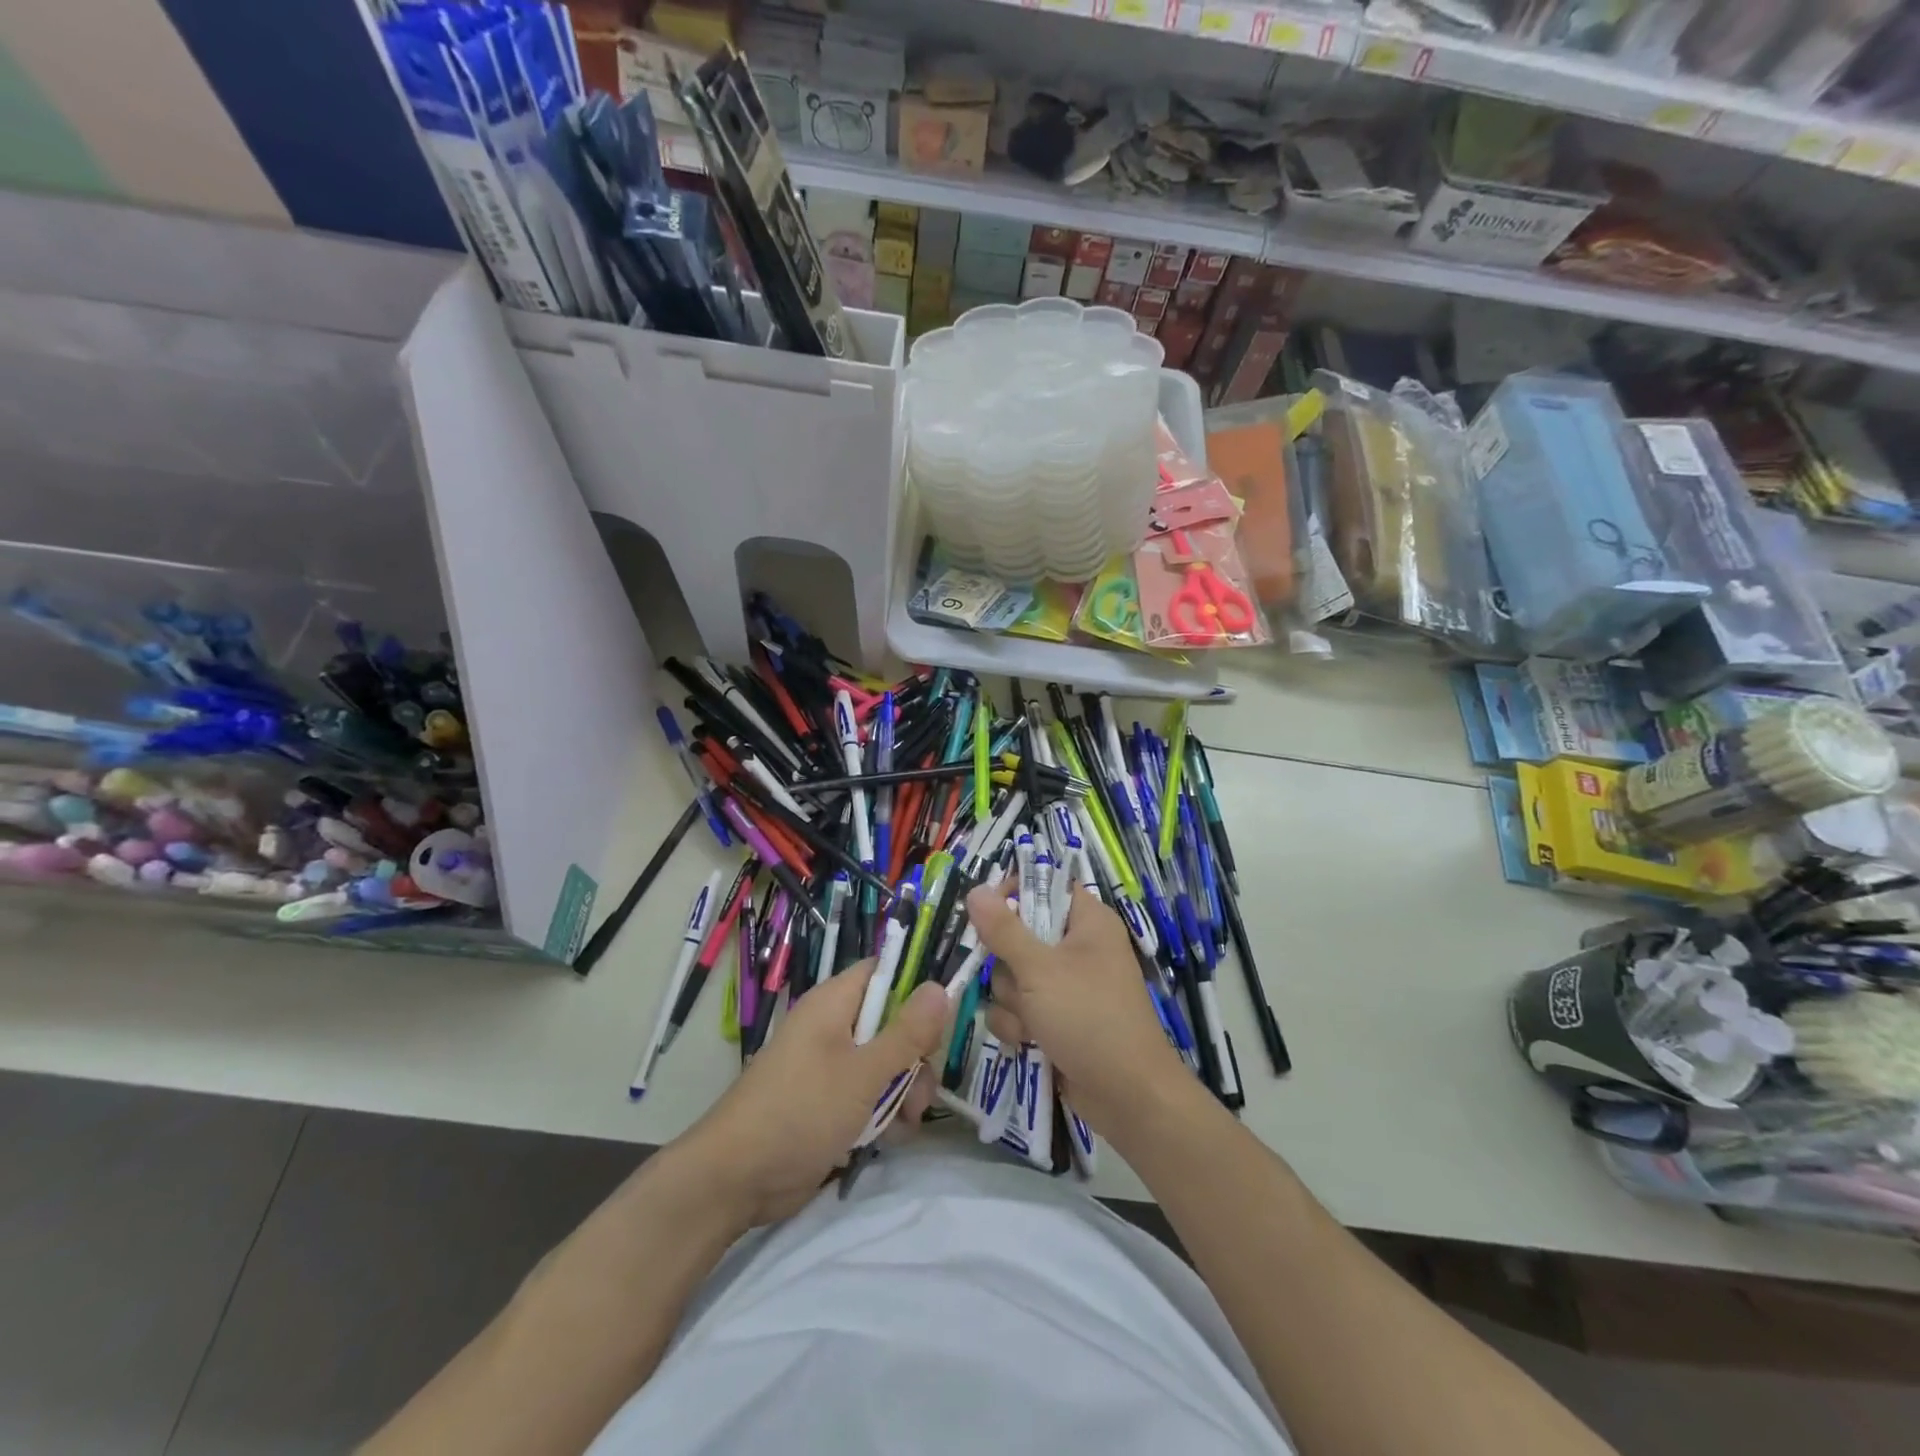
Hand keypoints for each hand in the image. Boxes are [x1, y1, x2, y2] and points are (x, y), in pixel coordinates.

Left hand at [678, 960, 951, 1227]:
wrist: (735, 1180)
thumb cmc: (800, 1110)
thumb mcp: (863, 1072)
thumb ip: (906, 1033)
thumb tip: (941, 986)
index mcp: (835, 1003)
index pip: (884, 972)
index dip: (917, 984)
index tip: (946, 1013)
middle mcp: (834, 1027)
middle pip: (893, 1022)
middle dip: (915, 1055)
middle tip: (922, 1085)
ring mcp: (831, 1066)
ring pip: (887, 1063)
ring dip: (905, 1091)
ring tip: (907, 1120)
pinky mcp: (830, 1102)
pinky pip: (871, 1095)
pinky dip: (885, 1113)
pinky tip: (891, 1138)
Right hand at [966, 884, 1192, 1137]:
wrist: (1127, 1096)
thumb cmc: (1089, 1018)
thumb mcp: (1040, 969)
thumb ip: (1003, 930)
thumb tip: (976, 890)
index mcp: (1087, 922)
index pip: (1045, 886)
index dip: (1014, 894)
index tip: (987, 911)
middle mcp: (1077, 948)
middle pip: (1019, 935)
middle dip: (1008, 964)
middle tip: (1019, 979)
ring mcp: (1066, 986)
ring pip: (1012, 976)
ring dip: (1012, 1001)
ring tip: (1032, 1021)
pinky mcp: (1056, 1019)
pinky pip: (1019, 1008)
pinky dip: (1018, 1025)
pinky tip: (1028, 1042)